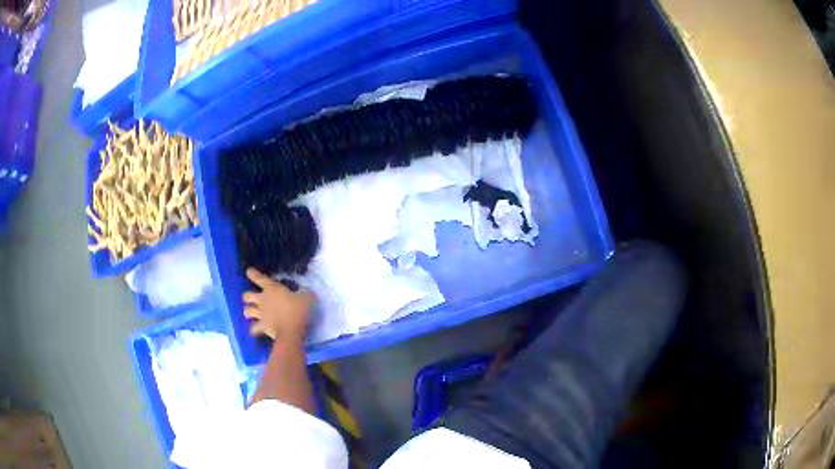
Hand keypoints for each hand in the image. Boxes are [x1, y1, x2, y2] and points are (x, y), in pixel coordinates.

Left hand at [242, 268, 313, 341]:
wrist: (291, 332)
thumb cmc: (297, 311)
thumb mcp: (306, 298)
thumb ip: (304, 293)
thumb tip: (304, 291)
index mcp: (271, 289)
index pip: (258, 278)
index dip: (252, 273)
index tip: (248, 271)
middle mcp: (262, 300)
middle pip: (247, 296)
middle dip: (247, 296)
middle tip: (251, 298)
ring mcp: (260, 314)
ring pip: (247, 311)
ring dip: (248, 311)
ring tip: (250, 313)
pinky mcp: (262, 327)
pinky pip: (253, 328)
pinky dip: (254, 329)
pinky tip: (255, 330)